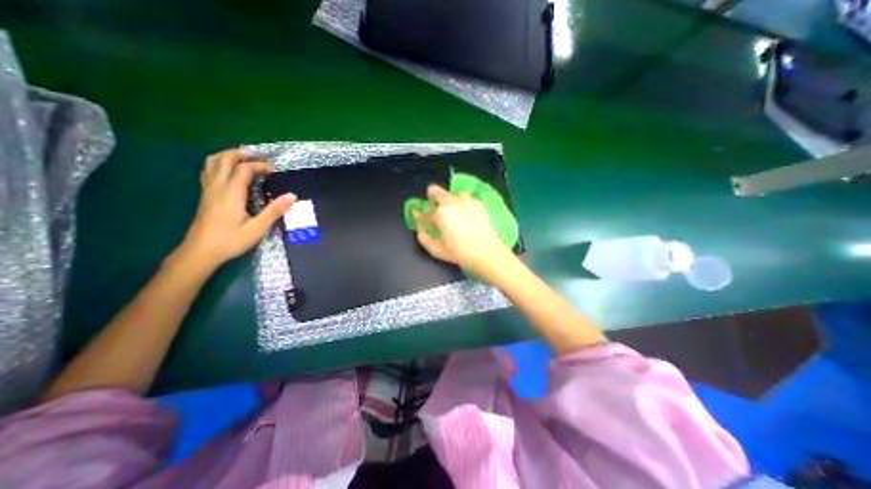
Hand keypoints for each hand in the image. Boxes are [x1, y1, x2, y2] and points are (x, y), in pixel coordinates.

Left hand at [174, 149, 297, 271]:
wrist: (201, 251)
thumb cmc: (231, 240)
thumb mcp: (258, 228)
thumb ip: (275, 210)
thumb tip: (292, 196)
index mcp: (231, 193)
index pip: (244, 168)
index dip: (260, 166)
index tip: (274, 171)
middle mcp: (217, 187)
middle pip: (224, 159)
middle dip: (242, 154)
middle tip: (259, 158)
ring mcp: (208, 190)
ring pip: (212, 162)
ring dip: (229, 156)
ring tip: (245, 160)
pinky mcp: (205, 195)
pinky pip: (209, 171)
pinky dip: (220, 165)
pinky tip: (230, 172)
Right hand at [412, 183, 511, 275]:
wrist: (487, 252)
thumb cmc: (460, 253)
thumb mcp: (436, 250)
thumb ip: (424, 237)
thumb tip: (420, 228)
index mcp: (440, 213)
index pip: (425, 212)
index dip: (420, 216)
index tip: (420, 218)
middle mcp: (452, 202)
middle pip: (435, 190)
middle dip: (432, 199)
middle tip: (435, 211)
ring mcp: (466, 200)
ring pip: (451, 193)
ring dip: (448, 201)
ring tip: (452, 214)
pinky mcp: (477, 203)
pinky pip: (465, 198)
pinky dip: (461, 203)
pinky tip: (465, 215)